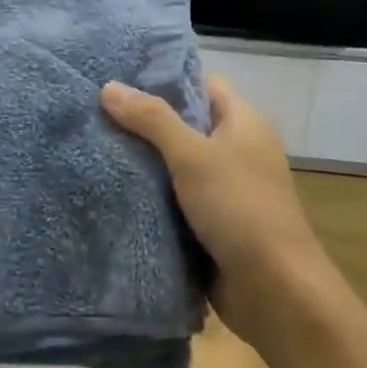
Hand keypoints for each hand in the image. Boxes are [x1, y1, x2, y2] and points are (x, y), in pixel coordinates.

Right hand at [101, 75, 332, 350]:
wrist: (275, 292)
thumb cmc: (240, 208)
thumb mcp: (193, 155)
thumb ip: (151, 119)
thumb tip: (108, 86)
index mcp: (243, 122)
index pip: (201, 83)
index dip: (164, 77)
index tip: (118, 76)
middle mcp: (235, 149)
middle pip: (183, 123)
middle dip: (142, 120)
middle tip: (93, 111)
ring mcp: (223, 188)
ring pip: (174, 163)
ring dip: (141, 160)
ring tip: (91, 144)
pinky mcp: (210, 223)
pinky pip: (173, 198)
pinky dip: (148, 194)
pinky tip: (109, 187)